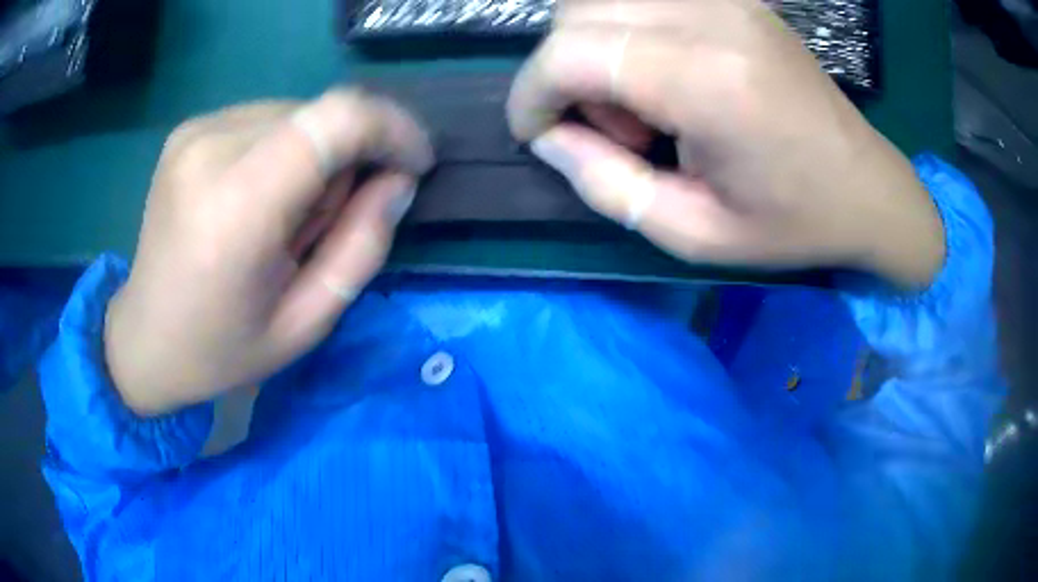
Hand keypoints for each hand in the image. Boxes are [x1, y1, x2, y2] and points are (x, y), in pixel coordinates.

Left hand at [105, 90, 432, 414]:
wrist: (144, 339)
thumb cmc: (222, 349)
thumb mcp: (305, 323)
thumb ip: (361, 247)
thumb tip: (398, 180)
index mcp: (235, 210)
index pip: (336, 120)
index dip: (392, 128)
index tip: (414, 164)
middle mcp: (211, 150)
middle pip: (321, 115)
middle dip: (348, 159)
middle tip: (322, 224)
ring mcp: (195, 132)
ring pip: (297, 113)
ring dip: (313, 157)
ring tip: (282, 218)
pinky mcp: (190, 128)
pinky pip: (266, 119)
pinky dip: (282, 150)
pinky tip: (256, 199)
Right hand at [508, 0, 944, 286]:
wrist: (866, 187)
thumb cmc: (792, 222)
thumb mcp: (694, 233)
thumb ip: (607, 185)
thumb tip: (550, 140)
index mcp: (709, 82)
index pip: (572, 52)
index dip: (532, 93)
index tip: (536, 134)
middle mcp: (712, 18)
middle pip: (577, 13)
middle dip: (563, 73)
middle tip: (610, 129)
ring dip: (593, 49)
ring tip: (641, 106)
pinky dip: (625, 32)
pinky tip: (662, 75)